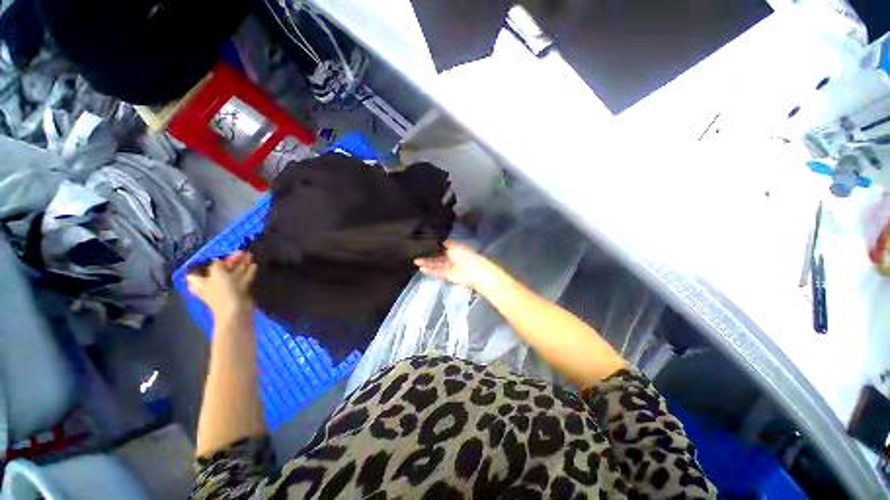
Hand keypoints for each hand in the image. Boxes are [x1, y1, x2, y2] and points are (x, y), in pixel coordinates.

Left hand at [187, 251, 256, 322]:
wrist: (237, 310)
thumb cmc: (223, 291)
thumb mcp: (217, 274)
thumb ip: (217, 265)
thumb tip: (218, 260)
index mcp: (202, 282)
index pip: (196, 273)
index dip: (202, 265)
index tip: (211, 257)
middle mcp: (213, 285)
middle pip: (220, 270)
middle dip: (229, 261)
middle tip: (240, 252)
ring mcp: (228, 288)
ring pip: (234, 273)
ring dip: (241, 265)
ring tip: (249, 255)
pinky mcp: (240, 291)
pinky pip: (244, 278)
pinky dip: (248, 272)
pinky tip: (254, 265)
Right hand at [414, 240, 505, 293]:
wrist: (474, 273)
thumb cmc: (467, 256)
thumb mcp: (456, 246)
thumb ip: (448, 243)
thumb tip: (442, 240)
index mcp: (456, 248)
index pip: (443, 246)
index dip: (434, 246)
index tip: (423, 244)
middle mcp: (452, 257)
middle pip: (438, 256)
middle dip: (428, 255)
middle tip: (416, 254)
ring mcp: (450, 267)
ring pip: (436, 264)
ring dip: (427, 263)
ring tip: (416, 262)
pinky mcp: (448, 275)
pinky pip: (438, 272)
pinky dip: (430, 270)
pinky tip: (422, 269)